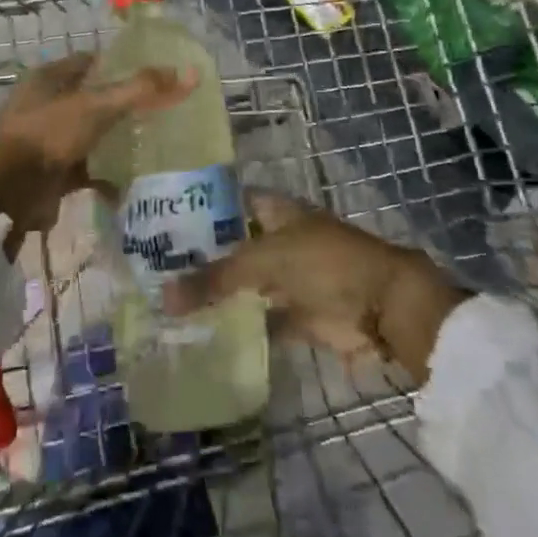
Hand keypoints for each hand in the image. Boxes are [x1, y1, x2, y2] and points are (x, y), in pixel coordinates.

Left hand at [0, 53, 192, 255]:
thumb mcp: (97, 106)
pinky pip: (86, 168)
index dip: (121, 65)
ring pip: (91, 134)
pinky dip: (106, 174)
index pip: (91, 61)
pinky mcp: (51, 172)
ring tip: (155, 142)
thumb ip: (141, 89)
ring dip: (116, 140)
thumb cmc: (48, 135)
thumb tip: (189, 73)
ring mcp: (47, 140)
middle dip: (123, 106)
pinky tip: (132, 180)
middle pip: (93, 99)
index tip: (153, 73)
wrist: (9, 194)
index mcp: (48, 78)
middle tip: (161, 110)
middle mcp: (45, 105)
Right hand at [161, 191, 467, 380]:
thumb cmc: (324, 263)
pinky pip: (262, 318)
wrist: (383, 306)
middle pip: (234, 246)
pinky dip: (241, 326)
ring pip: (246, 283)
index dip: (200, 209)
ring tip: (169, 303)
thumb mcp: (264, 261)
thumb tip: (163, 296)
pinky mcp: (299, 314)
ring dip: (219, 294)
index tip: (161, 221)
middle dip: (202, 256)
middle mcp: (279, 239)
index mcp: (275, 211)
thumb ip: (215, 278)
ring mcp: (290, 278)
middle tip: (154, 268)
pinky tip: (205, 334)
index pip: (229, 202)